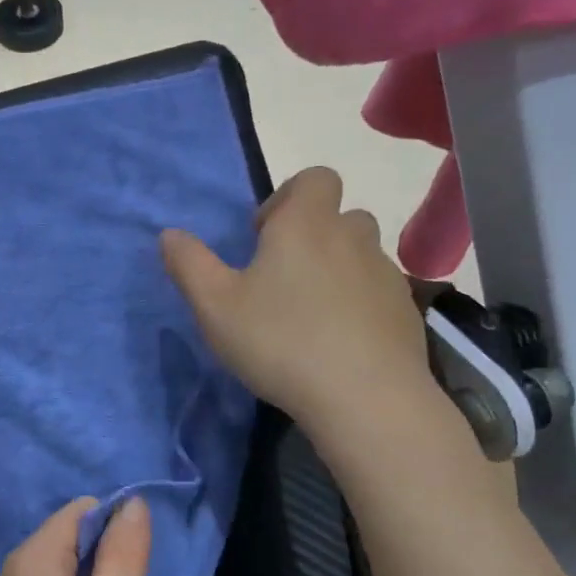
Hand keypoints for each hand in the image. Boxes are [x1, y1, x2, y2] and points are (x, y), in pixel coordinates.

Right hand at [161, 167, 435, 440]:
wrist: (365, 398)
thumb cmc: (280, 341)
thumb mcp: (215, 306)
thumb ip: (189, 264)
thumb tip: (169, 235)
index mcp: (305, 225)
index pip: (314, 178)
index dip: (288, 197)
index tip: (263, 237)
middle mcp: (352, 238)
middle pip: (339, 216)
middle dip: (312, 236)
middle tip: (281, 278)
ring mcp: (386, 275)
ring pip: (360, 255)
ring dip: (336, 269)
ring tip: (309, 313)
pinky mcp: (406, 312)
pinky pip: (378, 292)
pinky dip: (359, 303)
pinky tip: (338, 342)